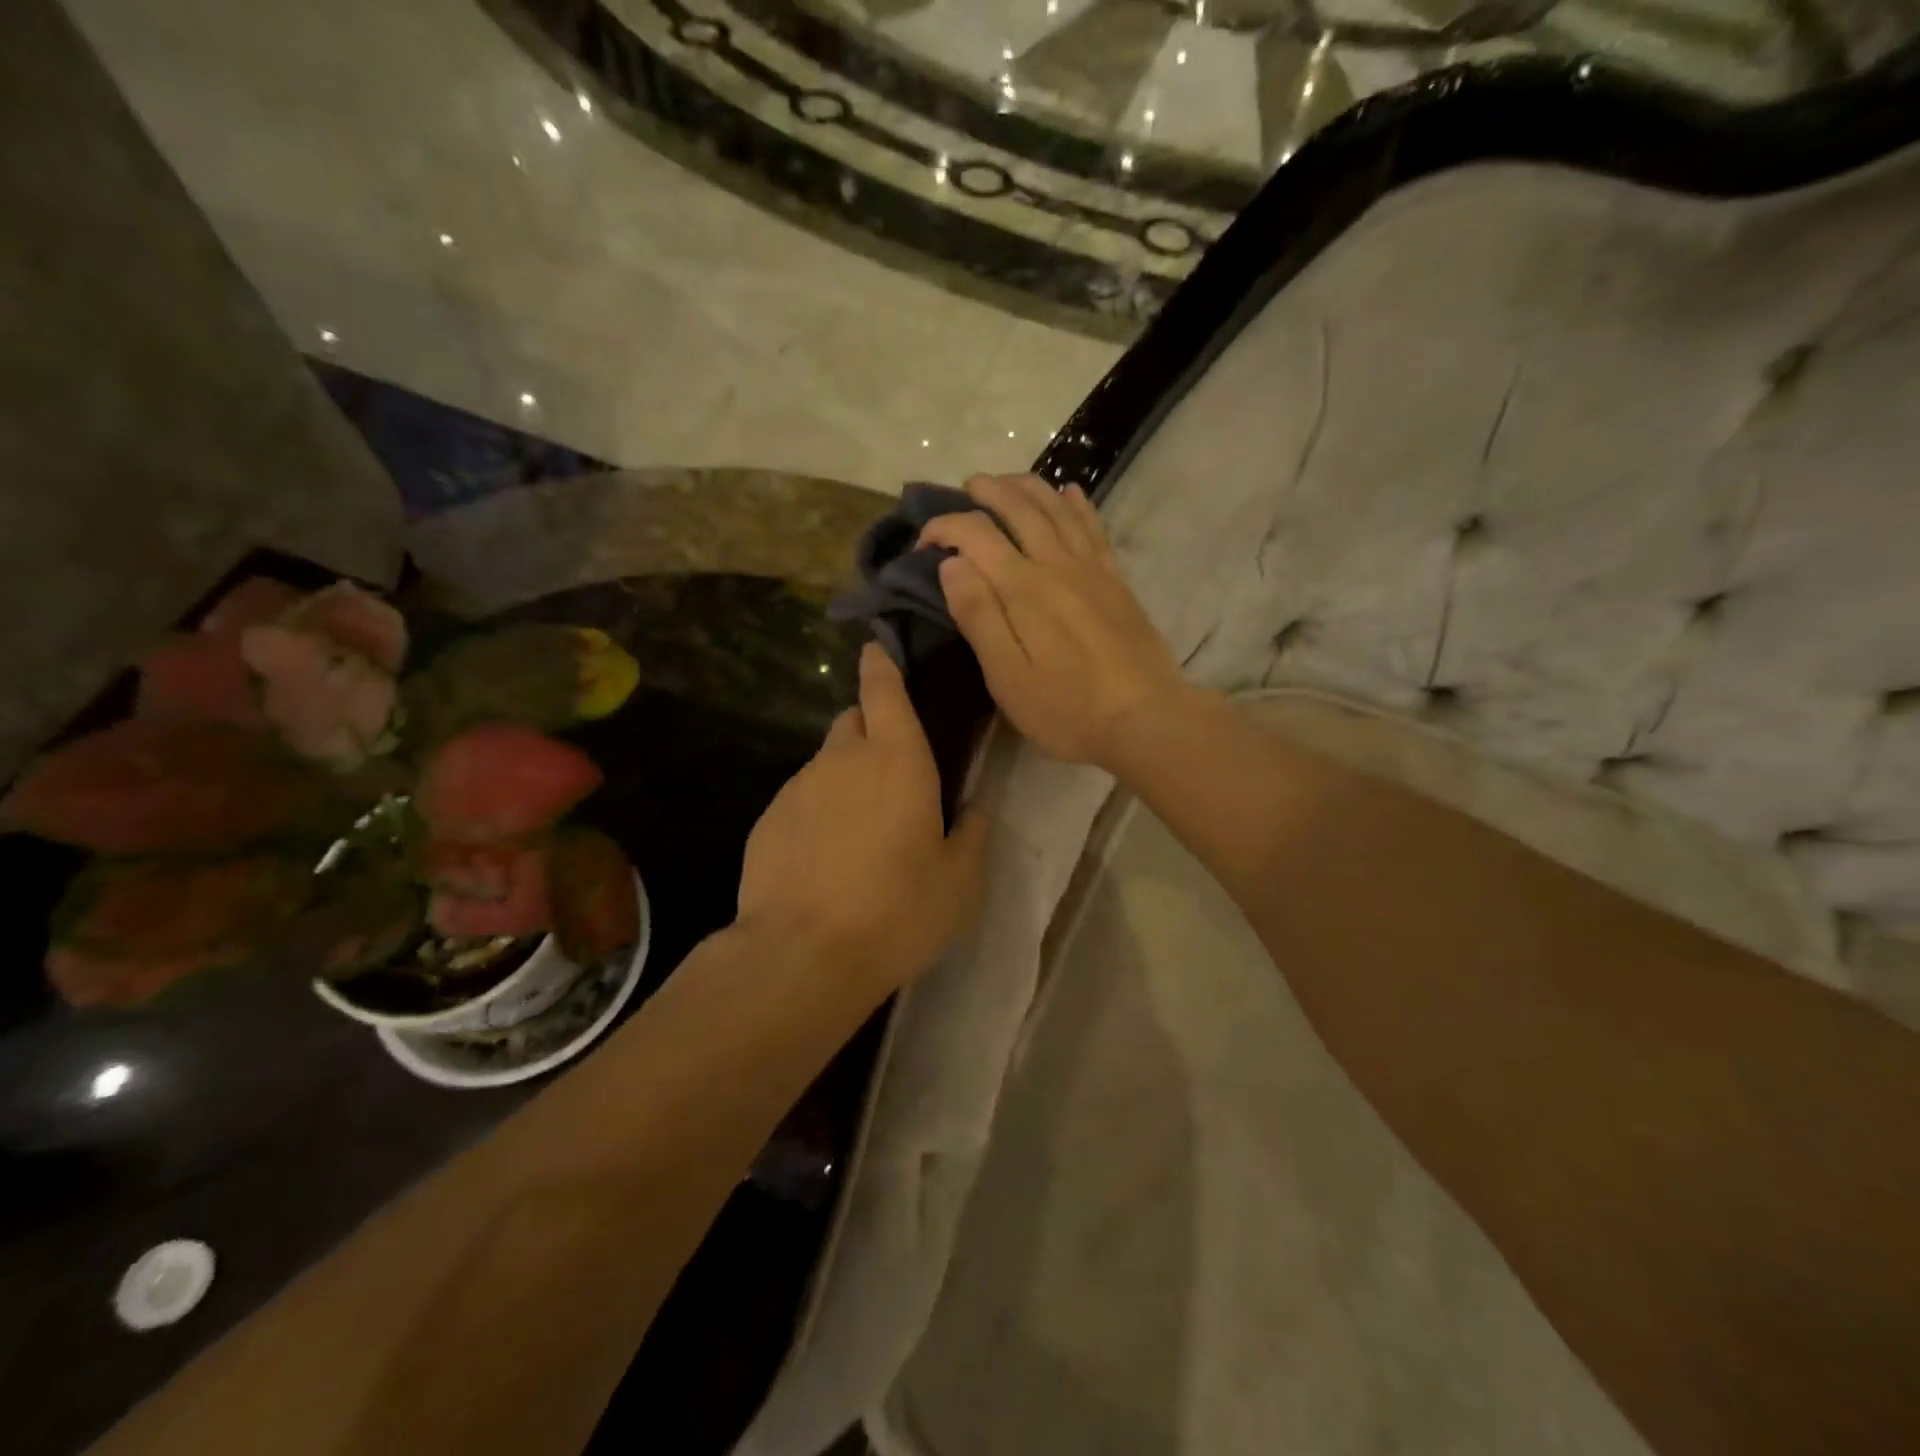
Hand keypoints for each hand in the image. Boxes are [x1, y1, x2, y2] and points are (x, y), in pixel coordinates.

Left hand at [735, 643, 989, 995]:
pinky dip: (818, 812)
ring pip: (827, 763)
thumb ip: (972, 836)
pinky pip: (802, 799)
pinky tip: (827, 858)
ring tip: (861, 830)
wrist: (802, 954)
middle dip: (872, 729)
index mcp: (897, 760)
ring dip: (846, 777)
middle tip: (893, 771)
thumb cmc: (897, 911)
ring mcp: (799, 787)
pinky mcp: (768, 819)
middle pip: (854, 721)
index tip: (878, 651)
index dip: (882, 665)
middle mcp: (843, 760)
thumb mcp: (959, 883)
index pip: (884, 690)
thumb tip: (972, 811)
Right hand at [920, 474, 1188, 770]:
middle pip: (1019, 508)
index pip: (975, 534)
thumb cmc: (1067, 707)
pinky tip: (1070, 493)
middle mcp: (1056, 564)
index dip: (944, 528)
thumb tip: (951, 564)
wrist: (1145, 718)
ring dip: (1029, 487)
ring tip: (1008, 481)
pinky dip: (1077, 504)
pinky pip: (1094, 527)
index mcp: (1023, 587)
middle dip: (988, 491)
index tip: (923, 545)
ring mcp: (1091, 569)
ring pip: (1057, 508)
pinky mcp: (1116, 580)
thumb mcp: (1008, 676)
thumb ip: (979, 616)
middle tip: (967, 488)